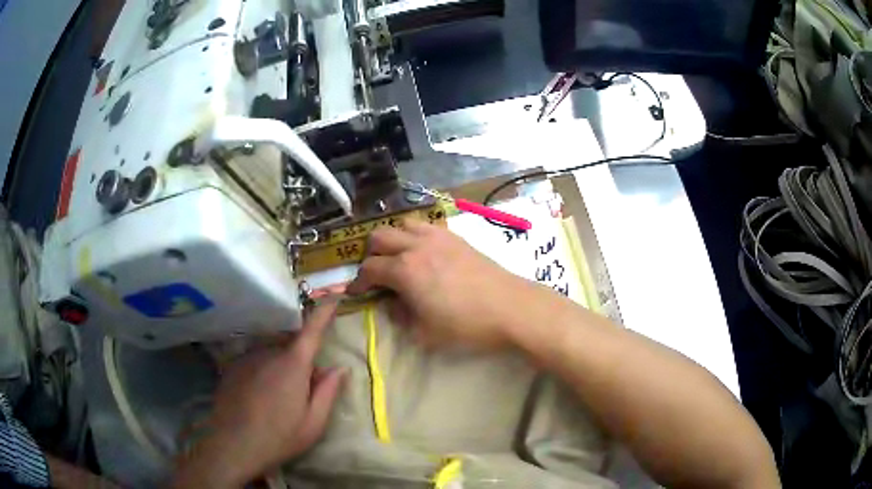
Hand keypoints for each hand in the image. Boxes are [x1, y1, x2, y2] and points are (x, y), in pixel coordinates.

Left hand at [173, 303, 345, 487]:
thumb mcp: (314, 423)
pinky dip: (263, 373)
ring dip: (281, 369)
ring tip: (278, 401)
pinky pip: (255, 362)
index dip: (324, 310)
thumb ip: (328, 392)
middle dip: (302, 362)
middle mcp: (268, 353)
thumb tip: (340, 368)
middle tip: (303, 393)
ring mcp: (247, 358)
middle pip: (292, 347)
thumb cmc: (279, 437)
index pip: (312, 330)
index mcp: (293, 365)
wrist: (233, 445)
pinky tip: (259, 399)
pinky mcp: (232, 367)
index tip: (334, 294)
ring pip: (272, 355)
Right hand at [347, 220, 543, 349]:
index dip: (358, 282)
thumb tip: (393, 304)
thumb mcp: (424, 333)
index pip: (369, 269)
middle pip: (379, 237)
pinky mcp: (455, 236)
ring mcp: (437, 236)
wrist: (510, 308)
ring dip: (393, 240)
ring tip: (399, 259)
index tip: (357, 292)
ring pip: (402, 225)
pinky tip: (424, 253)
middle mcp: (415, 246)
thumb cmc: (466, 325)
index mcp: (404, 270)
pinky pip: (425, 226)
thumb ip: (400, 317)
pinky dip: (415, 235)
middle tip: (377, 275)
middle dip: (371, 255)